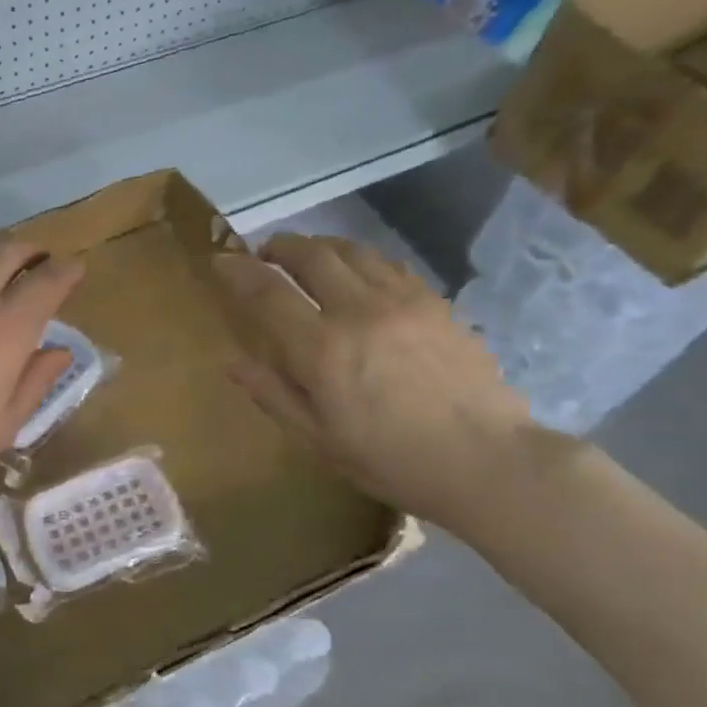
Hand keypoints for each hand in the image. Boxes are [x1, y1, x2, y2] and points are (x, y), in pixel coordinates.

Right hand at [214, 234, 536, 530]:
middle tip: (265, 253)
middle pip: (311, 255)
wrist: (485, 460)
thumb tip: (233, 363)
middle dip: (280, 246)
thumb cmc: (391, 461)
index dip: (238, 272)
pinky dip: (359, 258)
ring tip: (306, 255)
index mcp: (322, 350)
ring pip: (351, 251)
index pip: (267, 293)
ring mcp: (401, 300)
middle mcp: (358, 311)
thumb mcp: (319, 441)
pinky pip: (387, 264)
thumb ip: (274, 395)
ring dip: (319, 245)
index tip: (221, 262)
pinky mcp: (434, 302)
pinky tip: (356, 272)